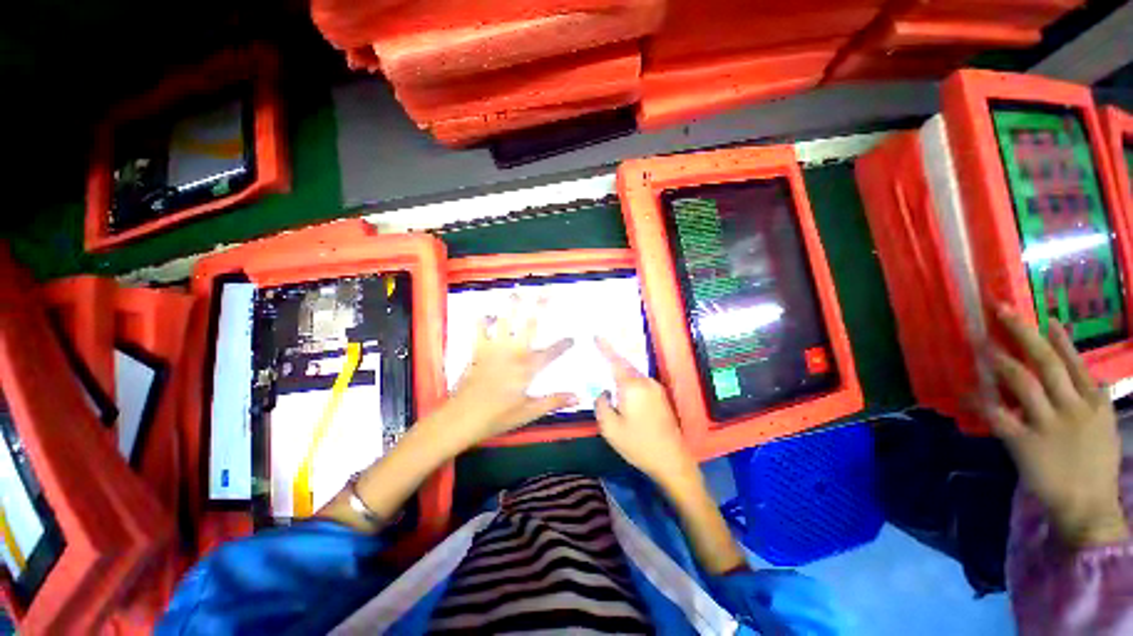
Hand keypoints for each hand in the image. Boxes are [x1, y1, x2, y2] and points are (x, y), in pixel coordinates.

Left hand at [446, 296, 575, 447]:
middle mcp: (513, 352)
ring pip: (505, 320)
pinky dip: (482, 320)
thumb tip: (578, 397)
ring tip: (517, 292)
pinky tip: (485, 312)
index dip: (564, 344)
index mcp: (528, 367)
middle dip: (540, 306)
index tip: (572, 338)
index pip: (552, 352)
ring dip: (511, 305)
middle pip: (529, 324)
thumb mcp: (529, 412)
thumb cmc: (497, 416)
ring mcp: (494, 349)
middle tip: (547, 291)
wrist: (462, 418)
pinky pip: (479, 330)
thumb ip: (554, 401)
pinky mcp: (478, 350)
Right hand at [593, 337, 697, 485]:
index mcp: (632, 386)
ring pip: (633, 376)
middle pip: (625, 367)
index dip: (605, 348)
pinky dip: (630, 384)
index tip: (597, 336)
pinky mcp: (661, 397)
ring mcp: (656, 389)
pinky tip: (625, 395)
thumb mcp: (610, 428)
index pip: (615, 361)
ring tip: (610, 380)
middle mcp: (646, 382)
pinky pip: (641, 384)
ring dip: (621, 376)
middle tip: (600, 357)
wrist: (672, 460)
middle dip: (612, 362)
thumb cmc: (638, 444)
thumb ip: (602, 404)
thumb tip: (604, 392)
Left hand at [978, 304, 1127, 547]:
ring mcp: (1047, 424)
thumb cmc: (1096, 465)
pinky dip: (979, 401)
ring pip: (1021, 382)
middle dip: (1023, 334)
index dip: (1058, 338)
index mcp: (1094, 402)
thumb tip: (1084, 372)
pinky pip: (997, 415)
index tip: (1044, 317)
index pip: (1074, 362)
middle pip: (1045, 362)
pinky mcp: (1024, 442)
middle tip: (1001, 312)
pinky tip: (965, 391)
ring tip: (981, 343)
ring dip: (999, 360)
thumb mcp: (1104, 425)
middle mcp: (1071, 407)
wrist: (1088, 506)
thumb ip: (1093, 397)